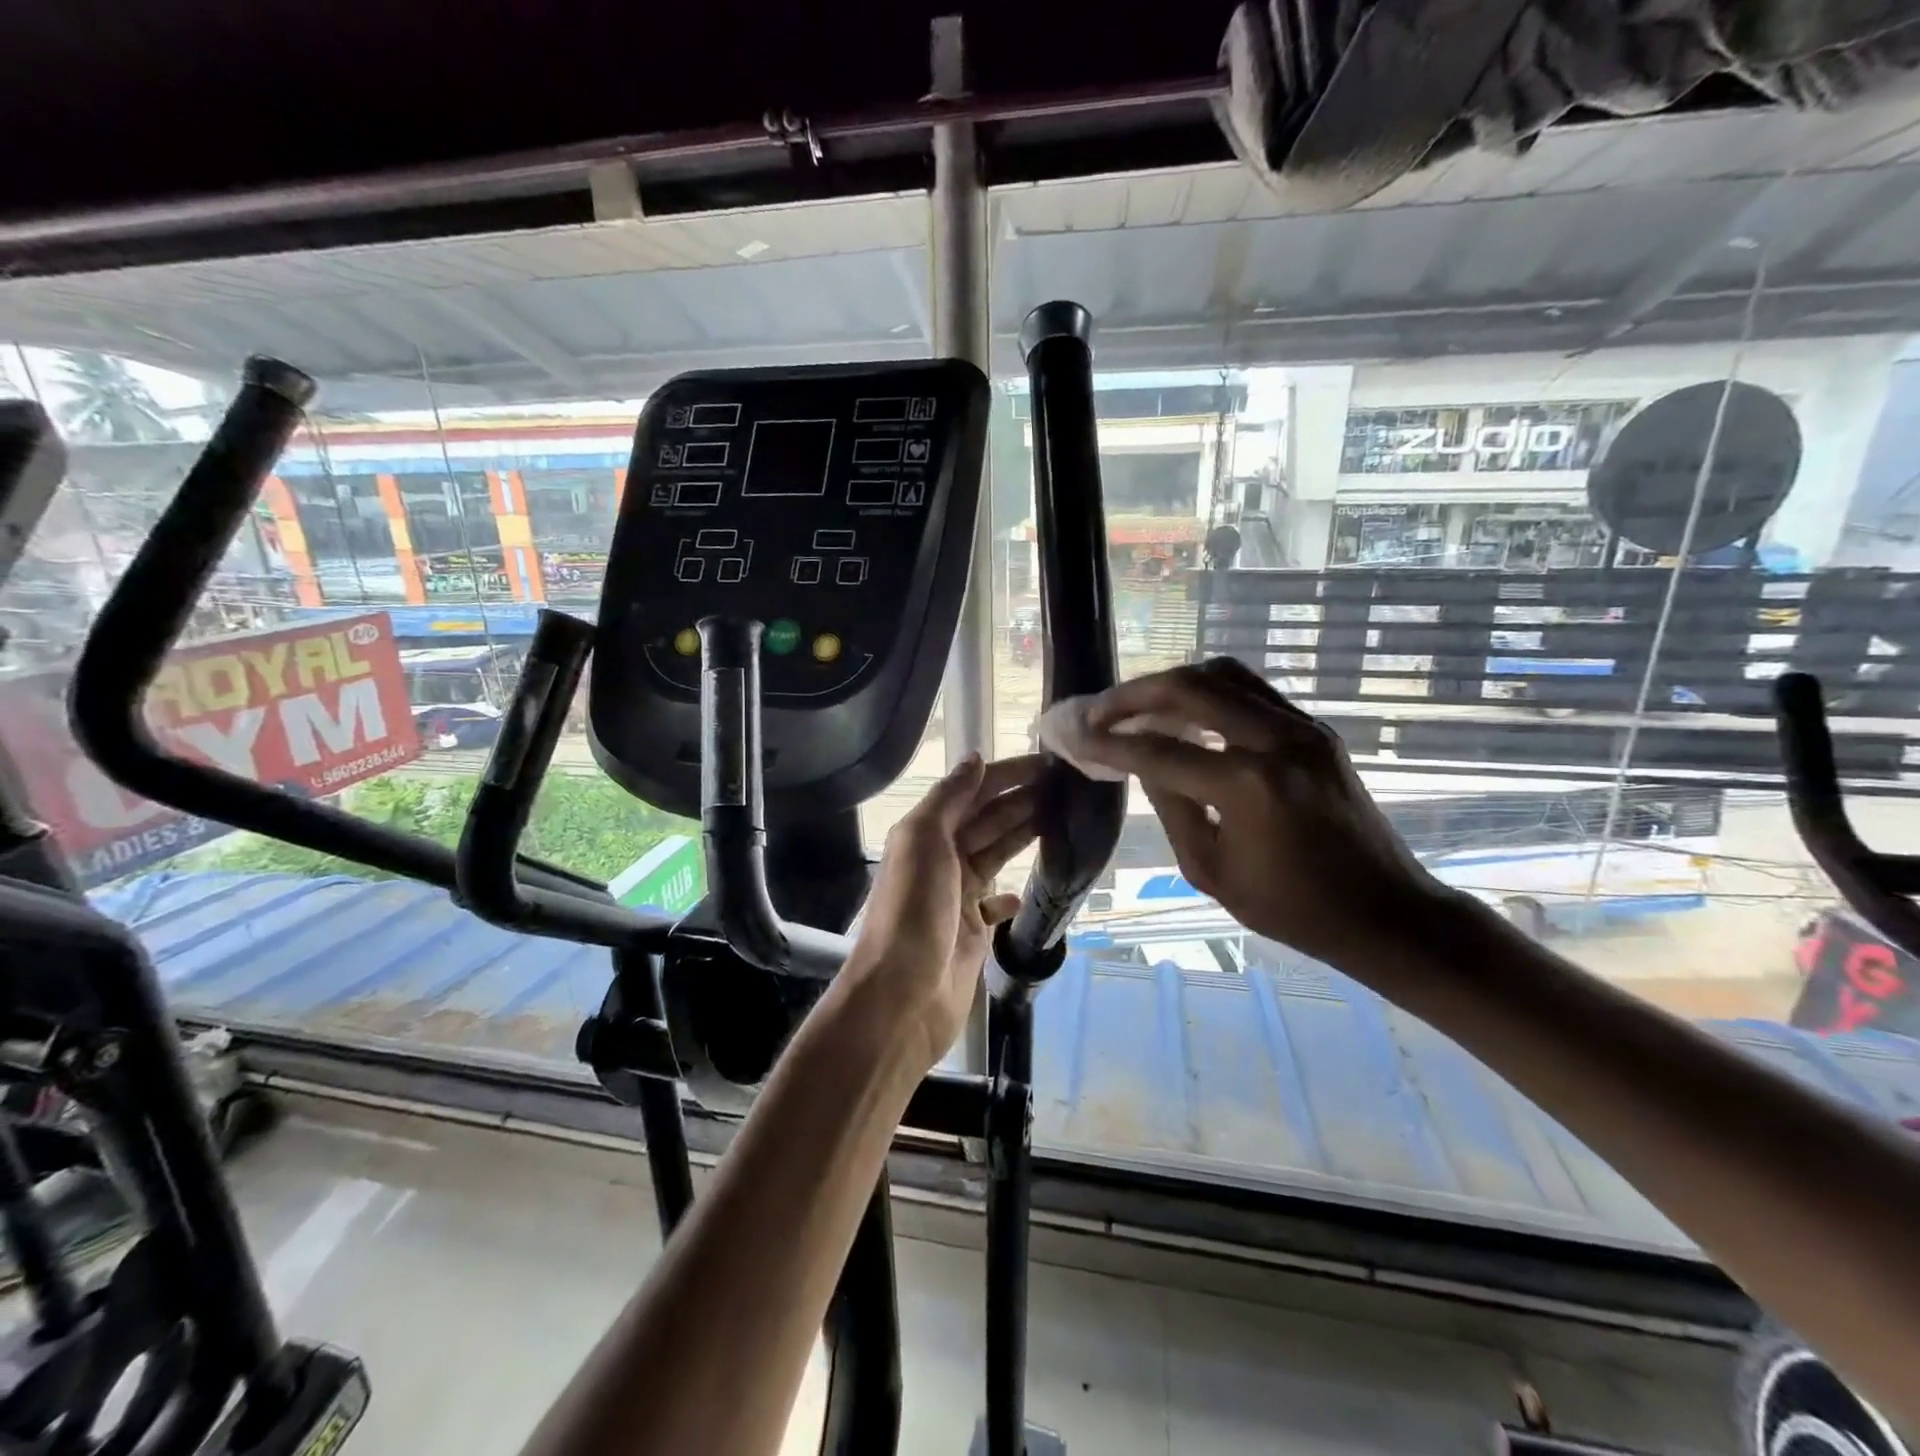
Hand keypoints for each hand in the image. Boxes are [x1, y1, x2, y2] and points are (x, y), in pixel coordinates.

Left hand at [839, 754, 1043, 1072]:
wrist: (903, 996)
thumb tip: (976, 758)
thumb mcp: (923, 841)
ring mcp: (957, 896)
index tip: (1048, 764)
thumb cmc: (913, 911)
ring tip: (1062, 818)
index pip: (973, 793)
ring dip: (1023, 835)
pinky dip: (1010, 894)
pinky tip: (1027, 887)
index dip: (1007, 775)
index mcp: (926, 834)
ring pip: (995, 854)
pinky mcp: (971, 932)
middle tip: (1068, 787)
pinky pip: (994, 904)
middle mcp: (940, 859)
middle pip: (988, 820)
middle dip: (1023, 800)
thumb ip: (948, 798)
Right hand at [1074, 660, 1443, 968]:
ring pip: (1223, 674)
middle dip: (1134, 695)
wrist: (1385, 911)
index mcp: (1248, 787)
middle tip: (1100, 710)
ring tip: (1138, 705)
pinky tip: (1185, 714)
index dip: (1110, 742)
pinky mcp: (1315, 729)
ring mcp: (1302, 728)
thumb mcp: (1211, 870)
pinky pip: (1251, 690)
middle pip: (1190, 688)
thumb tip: (1141, 760)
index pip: (1160, 750)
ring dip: (1172, 683)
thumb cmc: (1292, 908)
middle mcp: (1276, 741)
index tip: (1075, 735)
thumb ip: (1171, 805)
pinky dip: (1208, 692)